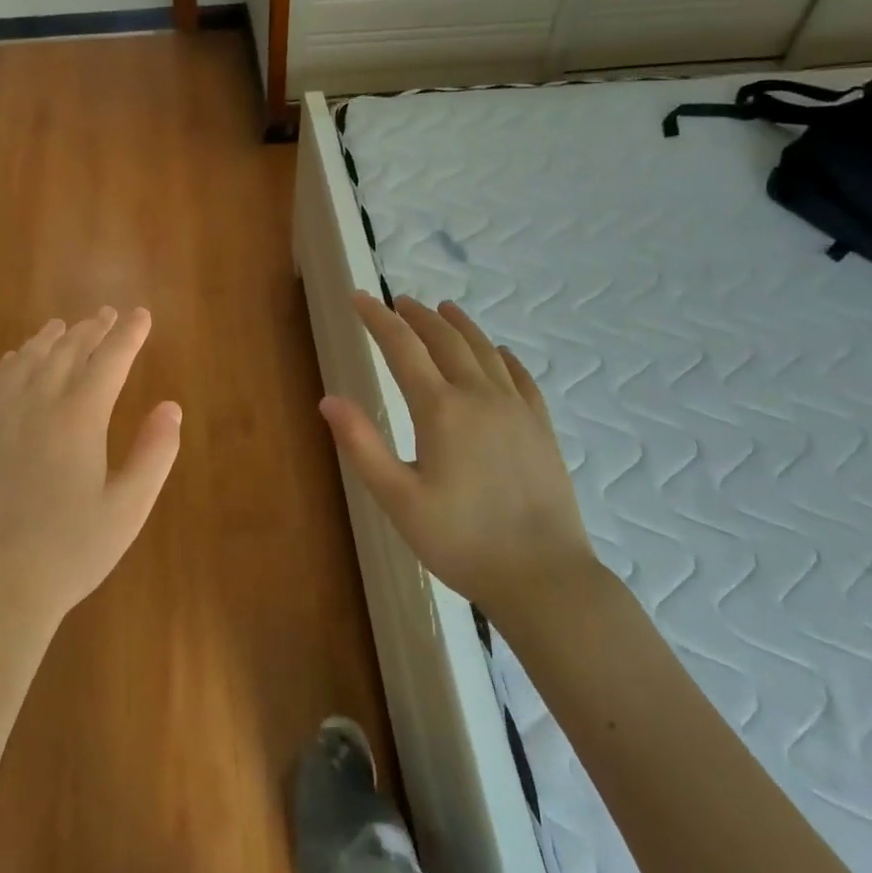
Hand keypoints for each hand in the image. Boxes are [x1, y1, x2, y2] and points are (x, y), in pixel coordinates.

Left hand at [0, 307, 181, 633]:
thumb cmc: (71, 551)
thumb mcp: (129, 507)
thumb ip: (155, 452)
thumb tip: (171, 407)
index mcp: (79, 418)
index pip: (110, 360)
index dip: (129, 335)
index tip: (142, 315)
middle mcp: (37, 404)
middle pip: (68, 351)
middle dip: (92, 329)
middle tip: (108, 314)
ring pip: (28, 361)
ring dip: (51, 338)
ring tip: (64, 325)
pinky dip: (11, 362)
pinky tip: (16, 359)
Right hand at [320, 293, 595, 614]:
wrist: (542, 576)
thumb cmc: (461, 541)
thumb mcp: (398, 499)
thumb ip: (361, 445)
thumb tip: (329, 399)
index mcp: (441, 409)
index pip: (402, 347)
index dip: (377, 318)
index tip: (358, 296)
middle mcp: (480, 396)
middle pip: (445, 340)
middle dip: (418, 316)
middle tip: (398, 302)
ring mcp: (516, 409)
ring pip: (485, 351)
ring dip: (460, 326)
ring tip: (444, 309)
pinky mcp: (541, 427)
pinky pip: (521, 377)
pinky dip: (504, 356)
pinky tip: (500, 353)